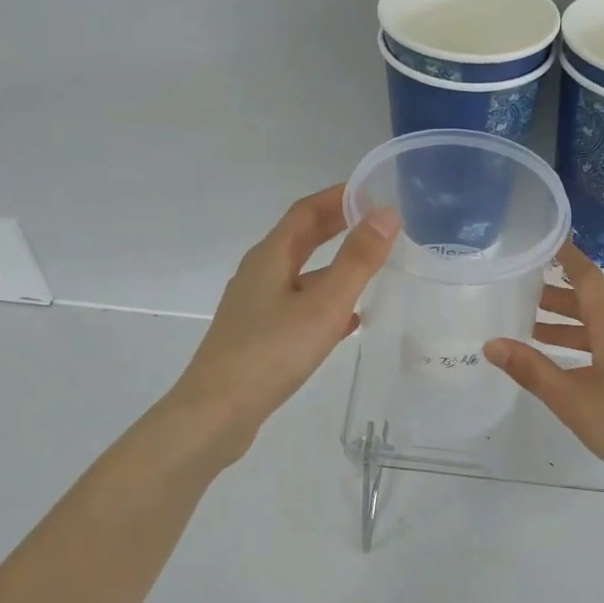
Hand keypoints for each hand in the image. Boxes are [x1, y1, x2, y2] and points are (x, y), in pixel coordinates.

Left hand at [165, 186, 397, 463]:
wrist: (217, 412)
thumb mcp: (323, 304)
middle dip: (337, 227)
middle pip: (301, 240)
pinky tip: (348, 322)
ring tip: (371, 269)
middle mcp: (259, 274)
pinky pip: (298, 307)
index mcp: (270, 257)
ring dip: (334, 267)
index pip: (306, 211)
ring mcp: (256, 307)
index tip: (372, 190)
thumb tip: (386, 214)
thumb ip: (357, 260)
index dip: (338, 197)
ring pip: (301, 276)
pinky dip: (325, 304)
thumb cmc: (271, 352)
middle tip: (376, 223)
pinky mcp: (258, 336)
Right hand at [484, 242, 603, 505]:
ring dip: (574, 329)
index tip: (546, 241)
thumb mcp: (574, 403)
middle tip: (522, 301)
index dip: (567, 258)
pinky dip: (593, 346)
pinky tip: (577, 369)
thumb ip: (533, 372)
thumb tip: (492, 344)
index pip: (589, 279)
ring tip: (537, 335)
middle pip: (596, 304)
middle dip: (559, 300)